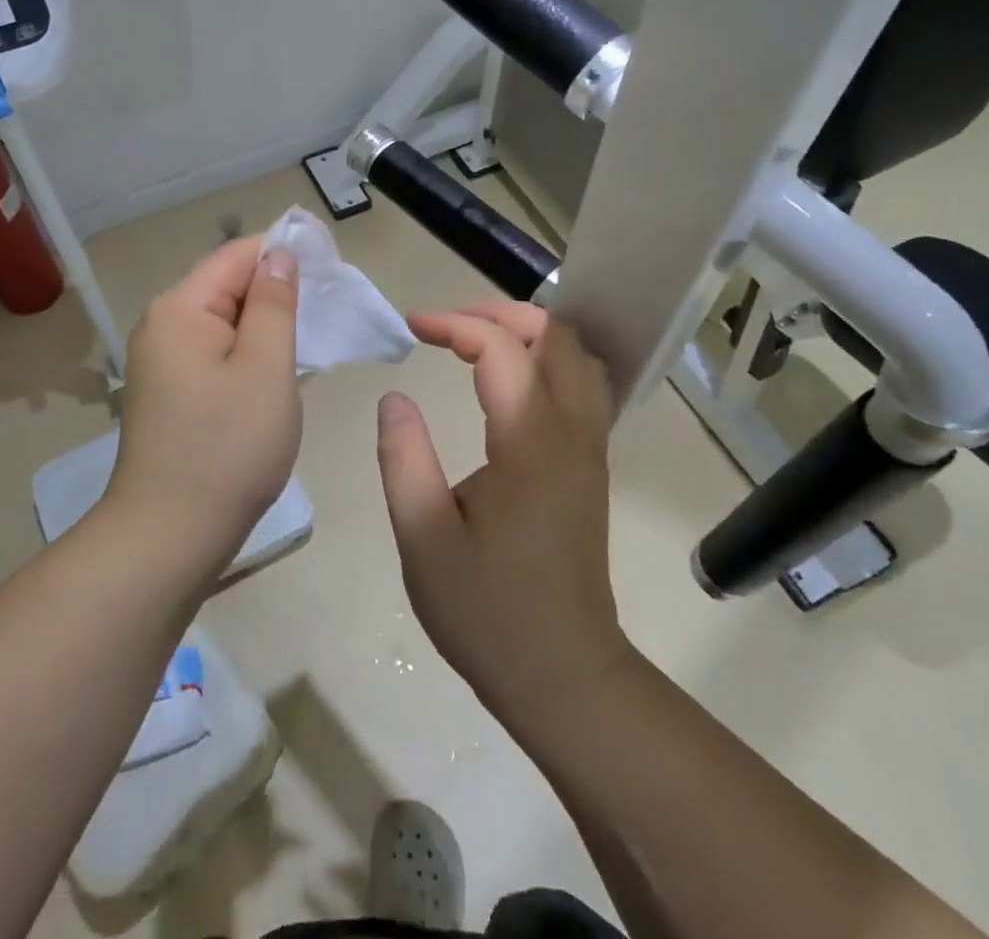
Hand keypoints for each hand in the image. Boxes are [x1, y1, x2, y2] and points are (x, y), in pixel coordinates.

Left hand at [106, 236, 301, 574]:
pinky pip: (214, 351)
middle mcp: (162, 325)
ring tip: (308, 338)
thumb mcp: (265, 367)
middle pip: (226, 285)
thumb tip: (278, 255)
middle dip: (275, 290)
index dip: (283, 251)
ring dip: (264, 324)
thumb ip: (274, 303)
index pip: (237, 255)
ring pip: (223, 321)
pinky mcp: (168, 391)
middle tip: (327, 310)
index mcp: (180, 308)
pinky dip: (246, 352)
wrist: (169, 536)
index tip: (331, 265)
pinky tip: (273, 370)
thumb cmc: (227, 447)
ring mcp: (160, 361)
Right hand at [377, 302, 630, 730]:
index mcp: (530, 443)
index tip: (412, 327)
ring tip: (476, 343)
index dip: (454, 324)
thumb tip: (395, 397)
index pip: (501, 349)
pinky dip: (547, 360)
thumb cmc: (487, 611)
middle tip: (448, 325)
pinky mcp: (592, 466)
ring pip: (578, 357)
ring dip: (529, 333)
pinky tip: (509, 381)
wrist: (565, 676)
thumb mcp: (423, 538)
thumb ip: (403, 458)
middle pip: (555, 336)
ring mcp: (591, 448)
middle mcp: (572, 432)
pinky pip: (582, 386)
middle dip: (500, 313)